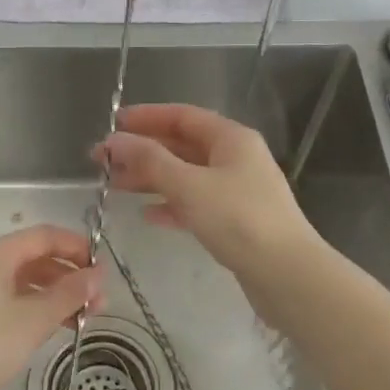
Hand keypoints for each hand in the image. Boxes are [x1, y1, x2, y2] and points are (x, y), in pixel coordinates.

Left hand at [0, 225, 102, 389]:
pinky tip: (47, 327)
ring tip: (80, 319)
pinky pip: (1, 298)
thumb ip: (71, 293)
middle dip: (67, 277)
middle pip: (30, 257)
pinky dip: (28, 306)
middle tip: (97, 302)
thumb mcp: (36, 319)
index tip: (102, 269)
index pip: (43, 236)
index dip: (77, 247)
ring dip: (51, 295)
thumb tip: (98, 275)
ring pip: (16, 280)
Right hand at [99, 103, 320, 279]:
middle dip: (143, 151)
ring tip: (114, 186)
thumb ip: (149, 160)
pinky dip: (171, 205)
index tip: (112, 124)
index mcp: (231, 139)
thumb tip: (114, 140)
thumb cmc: (238, 220)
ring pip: (186, 176)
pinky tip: (148, 215)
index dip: (146, 117)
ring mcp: (238, 190)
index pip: (182, 116)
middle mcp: (236, 158)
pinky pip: (196, 203)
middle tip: (103, 161)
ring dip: (152, 179)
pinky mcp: (236, 221)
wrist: (286, 274)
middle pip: (182, 146)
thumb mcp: (189, 185)